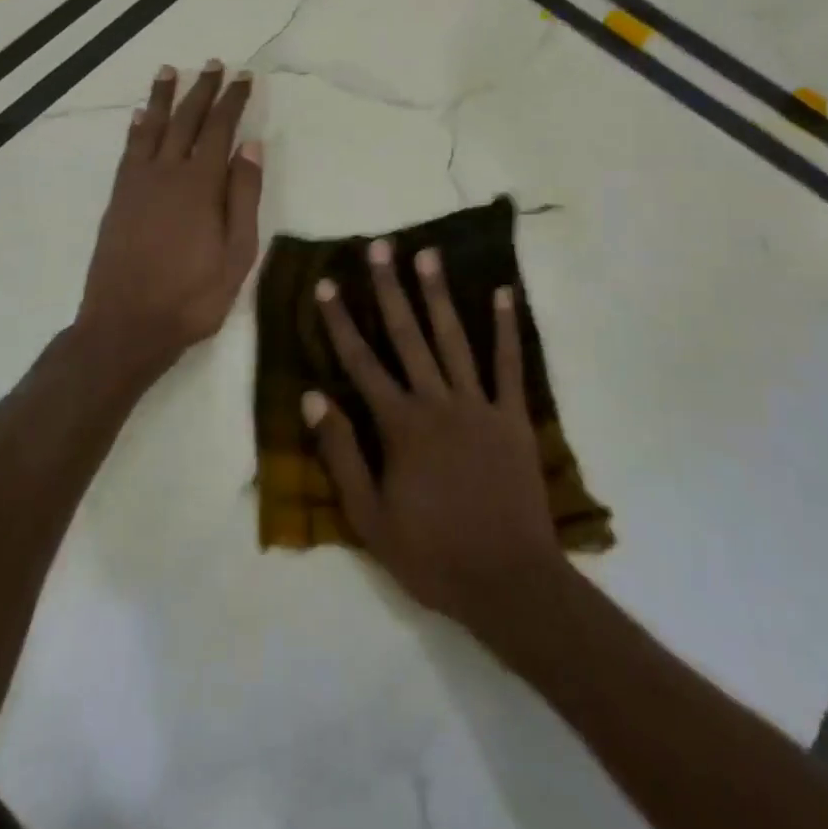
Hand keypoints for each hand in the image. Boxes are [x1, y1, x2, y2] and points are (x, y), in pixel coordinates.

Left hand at [75, 61, 262, 377]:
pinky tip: (138, 116)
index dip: (233, 100)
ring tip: (170, 70)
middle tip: (213, 64)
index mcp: (201, 185)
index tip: (244, 77)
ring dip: (162, 97)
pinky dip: (135, 129)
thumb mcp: (237, 254)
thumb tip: (251, 146)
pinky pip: (128, 151)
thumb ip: (243, 197)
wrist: (126, 325)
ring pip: (151, 128)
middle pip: (186, 120)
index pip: (220, 129)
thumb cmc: (192, 296)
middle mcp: (167, 173)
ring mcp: (137, 184)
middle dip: (202, 90)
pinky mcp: (118, 198)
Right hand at [303, 240, 564, 629]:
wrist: (508, 582)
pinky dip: (506, 327)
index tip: (327, 284)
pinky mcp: (513, 417)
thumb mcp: (369, 518)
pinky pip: (509, 365)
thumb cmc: (432, 554)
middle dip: (390, 288)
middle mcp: (437, 402)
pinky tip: (503, 292)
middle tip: (379, 246)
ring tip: (428, 253)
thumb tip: (314, 398)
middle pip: (407, 335)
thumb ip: (341, 454)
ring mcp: (478, 405)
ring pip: (454, 338)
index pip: (360, 362)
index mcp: (399, 426)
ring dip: (439, 294)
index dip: (340, 321)